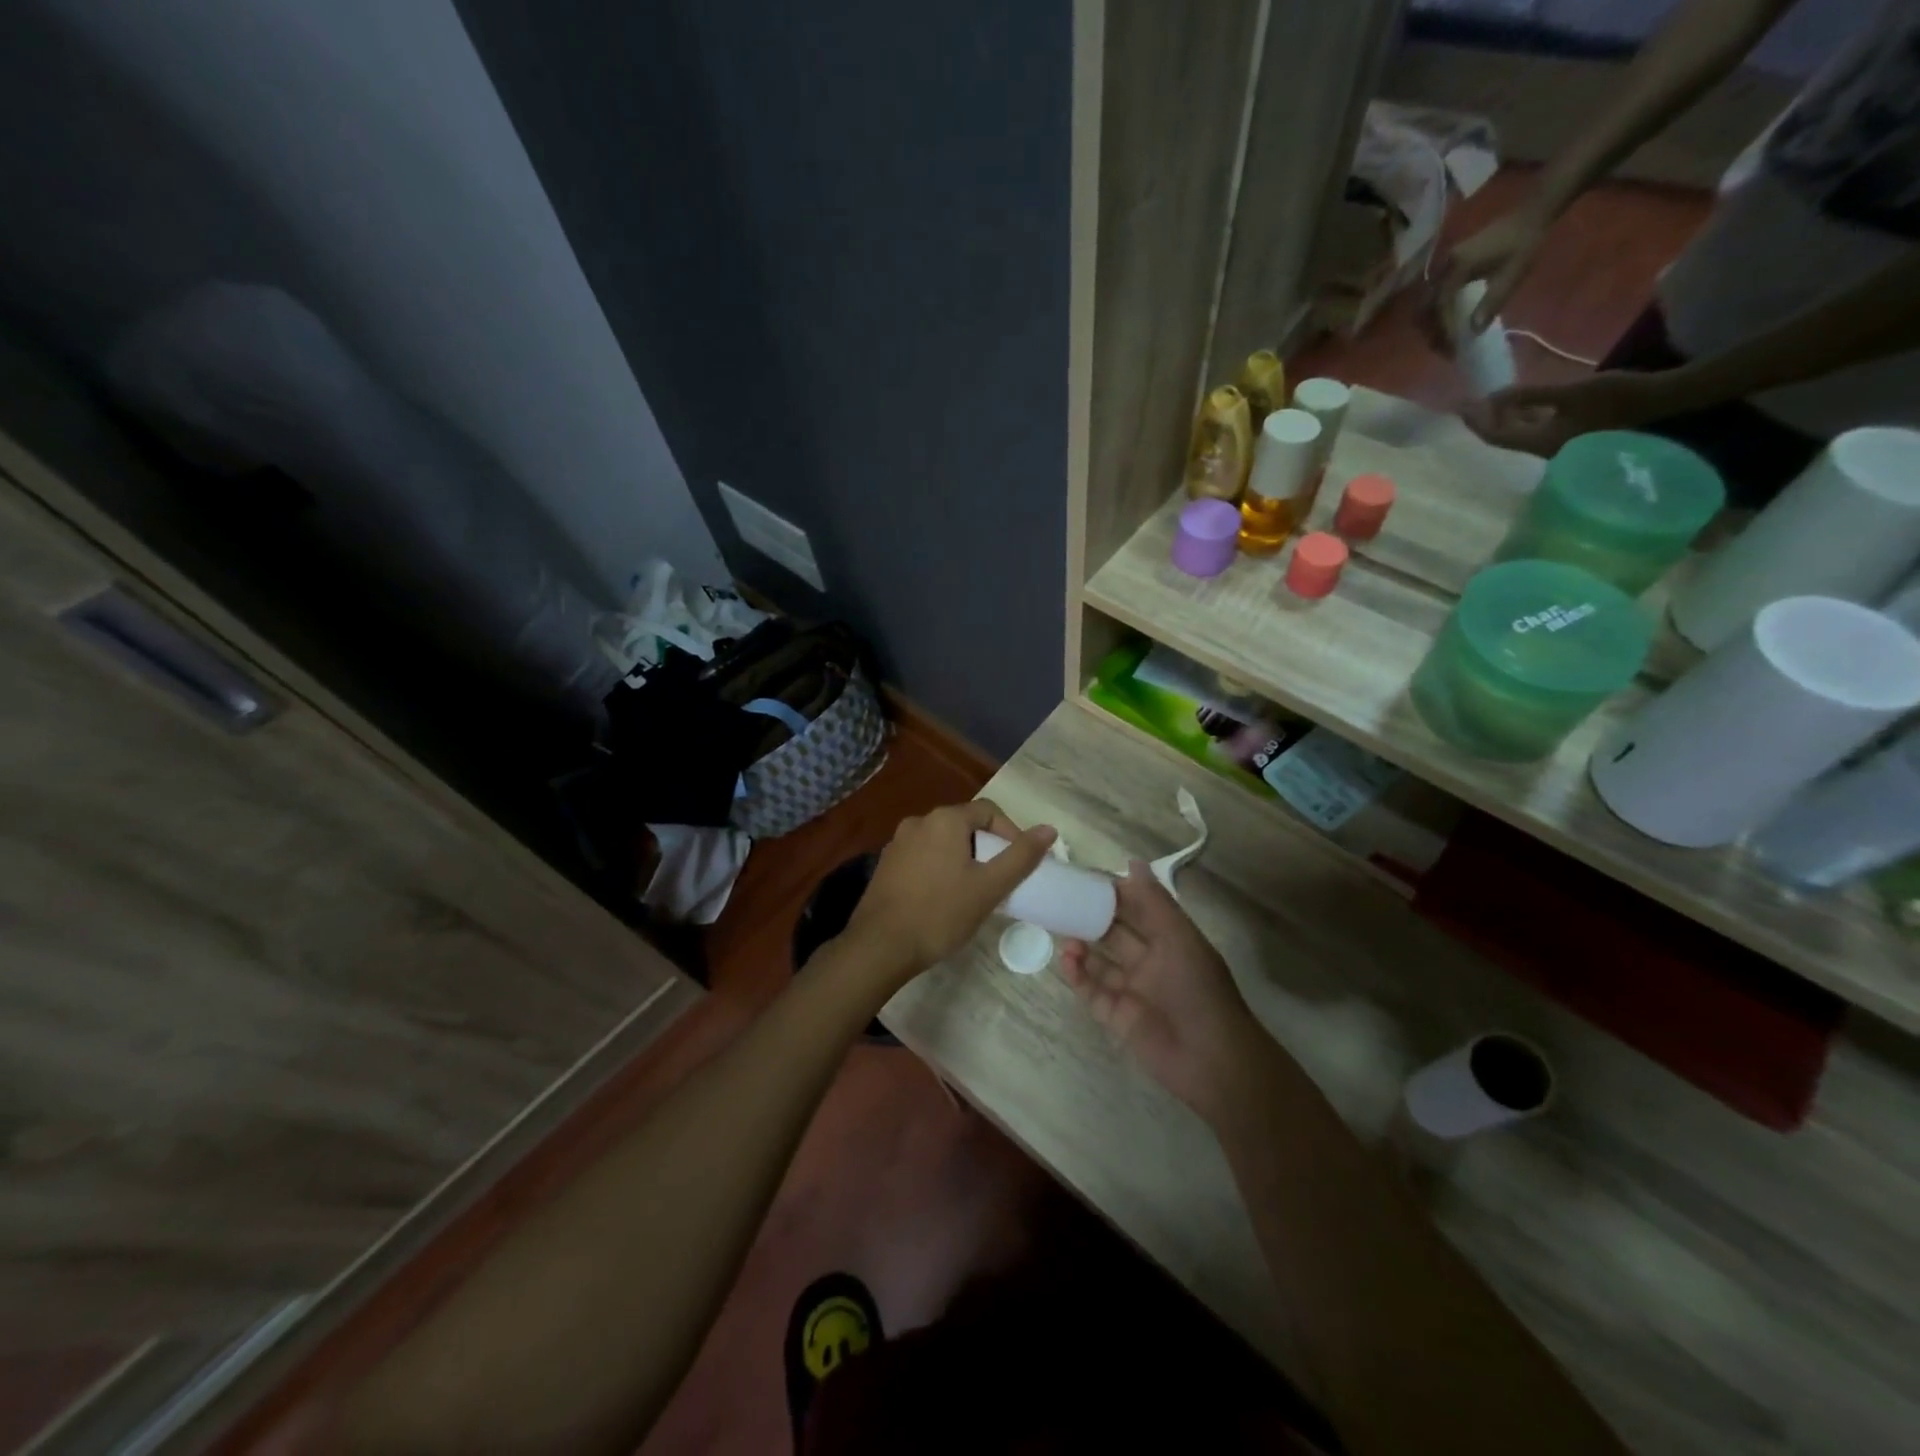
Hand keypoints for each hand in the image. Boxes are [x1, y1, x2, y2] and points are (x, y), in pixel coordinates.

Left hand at [843, 800, 1055, 985]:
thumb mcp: (989, 887)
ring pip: (943, 843)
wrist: (880, 947)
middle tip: (1000, 881)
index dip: (1011, 834)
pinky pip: (923, 857)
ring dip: (964, 860)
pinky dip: (941, 869)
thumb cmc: (940, 914)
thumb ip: (1021, 856)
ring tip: (975, 892)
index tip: (1020, 865)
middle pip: (965, 825)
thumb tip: (1049, 829)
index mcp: (944, 819)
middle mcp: (918, 822)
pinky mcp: (886, 865)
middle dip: (987, 848)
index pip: (989, 811)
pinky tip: (944, 899)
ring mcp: (898, 843)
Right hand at [1059, 863, 1273, 1120]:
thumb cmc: (1199, 989)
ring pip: (1100, 961)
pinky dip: (1077, 975)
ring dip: (1080, 946)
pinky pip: (1092, 991)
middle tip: (1060, 901)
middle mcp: (1150, 962)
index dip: (1112, 893)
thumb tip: (1131, 862)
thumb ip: (1154, 901)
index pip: (1136, 908)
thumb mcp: (1179, 937)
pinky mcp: (1118, 1016)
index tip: (1083, 877)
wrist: (1212, 1060)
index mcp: (1169, 939)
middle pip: (1114, 932)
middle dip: (1089, 917)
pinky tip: (1066, 959)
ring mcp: (1133, 990)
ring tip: (1061, 932)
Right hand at [1419, 205, 1551, 352]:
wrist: (1531, 213)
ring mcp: (1443, 267)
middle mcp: (1444, 268)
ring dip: (1431, 324)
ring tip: (1444, 339)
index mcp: (1457, 268)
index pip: (1440, 306)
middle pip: (1425, 307)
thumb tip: (1474, 331)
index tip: (1451, 347)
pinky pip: (1433, 296)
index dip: (1442, 329)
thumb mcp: (1513, 273)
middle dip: (1431, 330)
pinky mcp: (1448, 268)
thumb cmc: (1525, 242)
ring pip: (1425, 303)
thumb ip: (1493, 300)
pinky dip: (1435, 313)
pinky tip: (1446, 323)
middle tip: (1444, 348)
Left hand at [1462, 369, 1685, 455]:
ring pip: (1518, 432)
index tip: (1460, 406)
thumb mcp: (1569, 393)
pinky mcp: (1567, 435)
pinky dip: (1522, 416)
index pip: (1495, 436)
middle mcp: (1541, 449)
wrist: (1660, 402)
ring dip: (1503, 418)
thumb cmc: (1617, 397)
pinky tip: (1517, 403)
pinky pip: (1534, 428)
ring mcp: (1554, 444)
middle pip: (1503, 436)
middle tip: (1470, 402)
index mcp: (1539, 443)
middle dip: (1485, 420)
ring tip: (1488, 400)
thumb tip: (1494, 397)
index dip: (1476, 421)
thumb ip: (1530, 396)